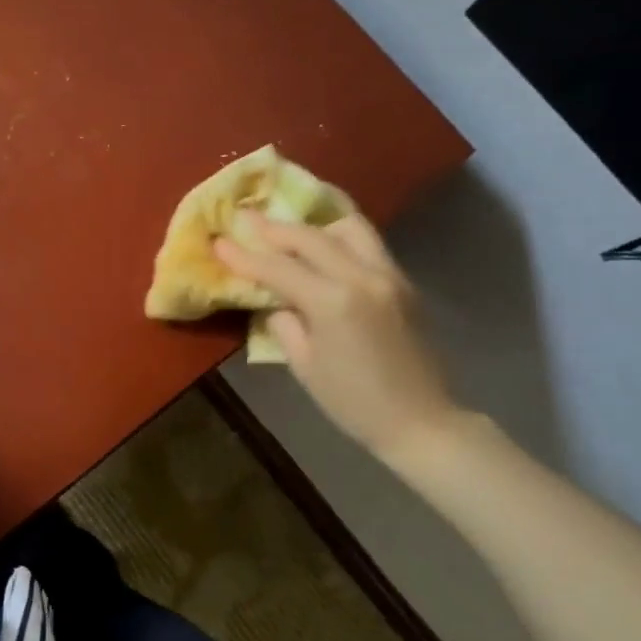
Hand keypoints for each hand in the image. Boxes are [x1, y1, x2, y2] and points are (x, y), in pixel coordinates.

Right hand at [212, 211, 458, 459]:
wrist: (421, 421)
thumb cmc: (354, 402)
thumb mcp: (304, 366)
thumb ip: (284, 323)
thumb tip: (276, 299)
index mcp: (334, 302)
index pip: (279, 268)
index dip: (245, 255)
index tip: (219, 241)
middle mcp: (363, 277)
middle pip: (311, 236)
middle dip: (274, 228)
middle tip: (245, 219)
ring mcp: (389, 275)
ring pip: (347, 227)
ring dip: (313, 226)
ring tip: (290, 235)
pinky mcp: (404, 281)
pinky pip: (368, 244)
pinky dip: (339, 239)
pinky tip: (322, 250)